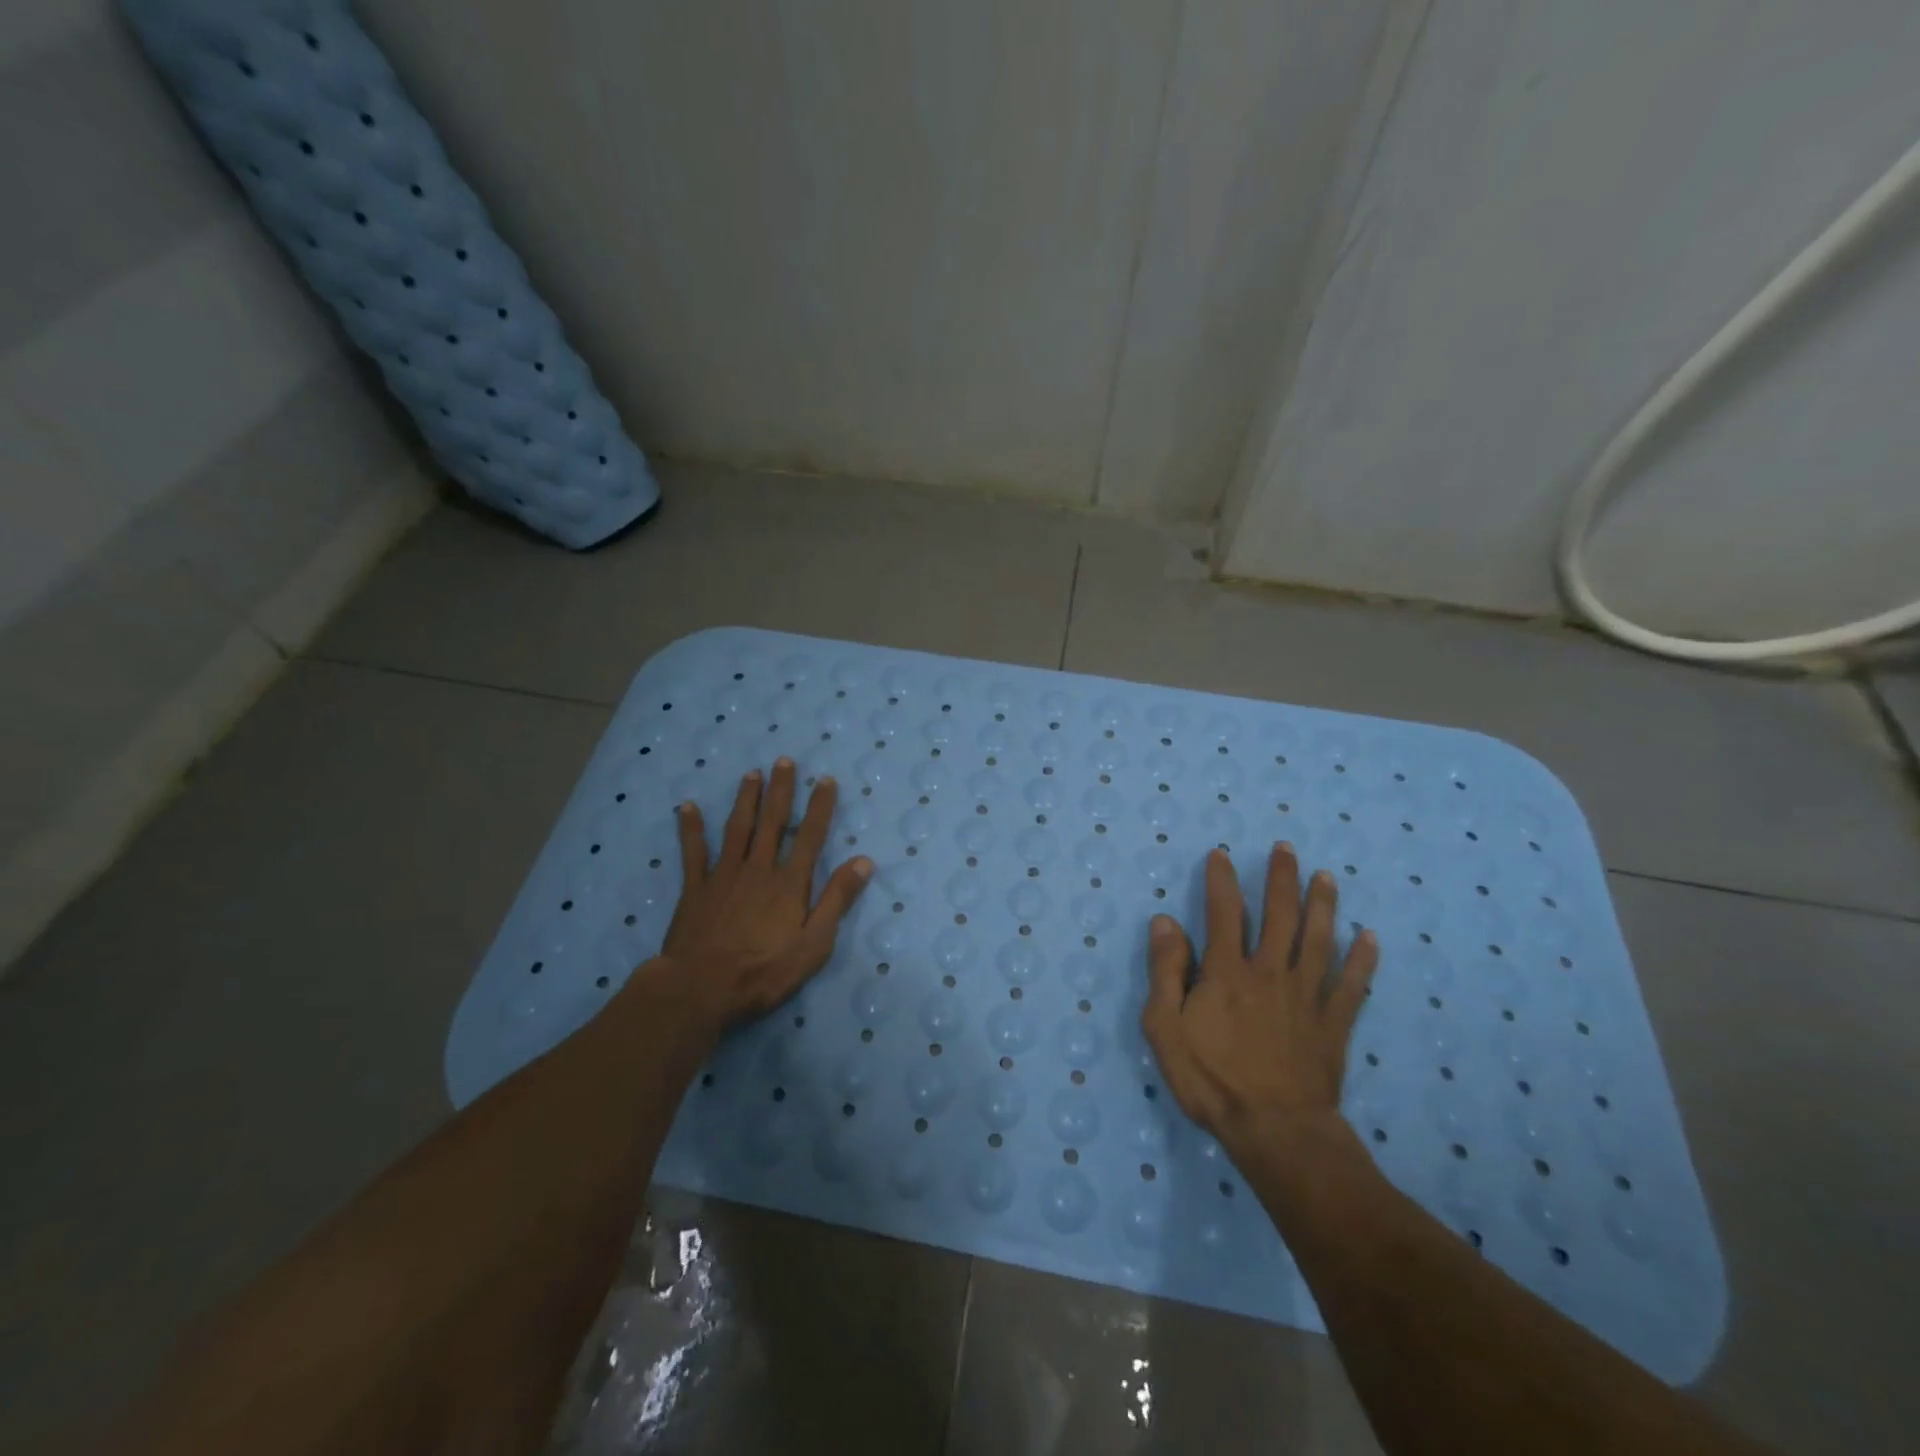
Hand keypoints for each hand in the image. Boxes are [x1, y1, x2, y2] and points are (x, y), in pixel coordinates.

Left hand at [653, 760, 872, 1027]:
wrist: (700, 989)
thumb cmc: (763, 972)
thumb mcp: (814, 944)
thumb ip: (837, 900)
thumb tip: (863, 861)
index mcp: (789, 883)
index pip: (810, 836)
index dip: (819, 806)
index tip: (825, 779)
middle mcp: (758, 868)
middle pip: (772, 821)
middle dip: (780, 790)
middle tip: (783, 760)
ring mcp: (723, 875)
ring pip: (737, 827)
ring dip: (746, 799)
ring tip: (752, 773)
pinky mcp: (695, 888)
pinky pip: (693, 852)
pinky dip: (691, 828)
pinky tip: (687, 807)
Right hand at [1141, 844, 1378, 1149]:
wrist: (1275, 1130)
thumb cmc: (1211, 1080)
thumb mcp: (1165, 1028)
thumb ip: (1165, 971)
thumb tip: (1165, 921)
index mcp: (1228, 972)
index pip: (1224, 913)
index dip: (1222, 881)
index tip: (1222, 854)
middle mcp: (1270, 972)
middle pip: (1279, 916)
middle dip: (1281, 879)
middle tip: (1286, 849)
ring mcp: (1307, 997)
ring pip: (1318, 940)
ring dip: (1323, 905)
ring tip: (1327, 877)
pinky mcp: (1333, 1024)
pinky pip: (1352, 985)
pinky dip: (1363, 960)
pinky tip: (1370, 938)